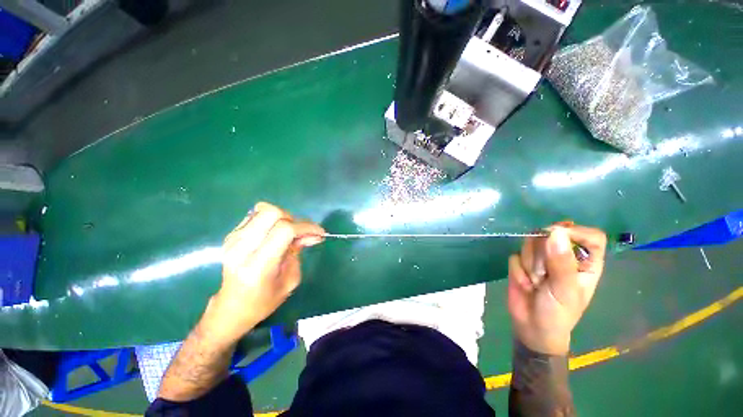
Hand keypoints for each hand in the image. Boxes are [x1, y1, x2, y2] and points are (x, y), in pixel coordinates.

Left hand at [203, 202, 324, 343]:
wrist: (232, 308)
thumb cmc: (264, 301)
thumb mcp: (291, 279)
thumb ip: (299, 251)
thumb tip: (312, 234)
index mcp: (258, 265)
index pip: (284, 230)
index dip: (306, 227)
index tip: (319, 233)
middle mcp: (242, 248)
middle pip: (272, 213)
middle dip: (292, 219)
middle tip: (299, 234)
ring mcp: (233, 239)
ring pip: (263, 209)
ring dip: (282, 218)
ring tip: (287, 233)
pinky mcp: (231, 235)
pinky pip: (256, 215)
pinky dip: (271, 220)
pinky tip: (274, 233)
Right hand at [507, 225, 606, 354]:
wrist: (531, 327)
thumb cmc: (558, 313)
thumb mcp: (565, 290)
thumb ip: (561, 262)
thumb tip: (556, 231)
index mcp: (585, 262)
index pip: (589, 235)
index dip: (576, 232)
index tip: (558, 238)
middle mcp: (563, 255)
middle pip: (552, 234)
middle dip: (543, 254)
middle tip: (545, 275)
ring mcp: (540, 257)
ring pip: (530, 243)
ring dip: (530, 265)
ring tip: (535, 283)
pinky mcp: (521, 261)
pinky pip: (515, 255)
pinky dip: (518, 270)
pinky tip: (524, 283)